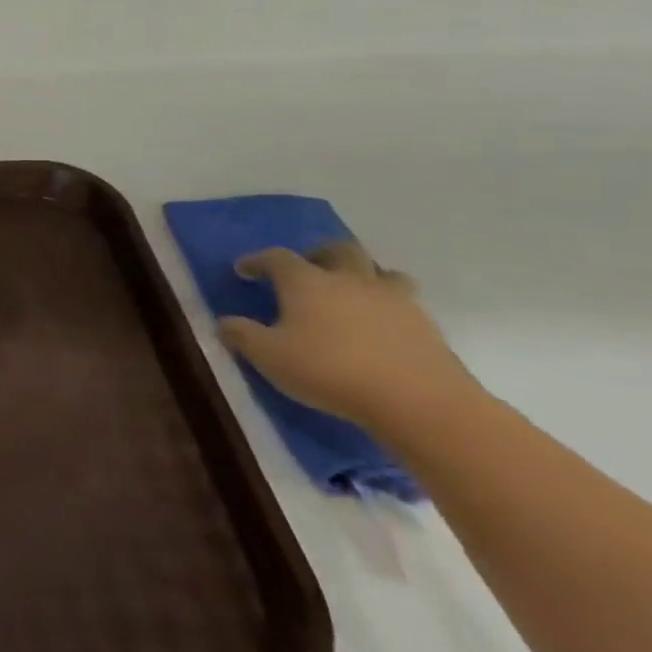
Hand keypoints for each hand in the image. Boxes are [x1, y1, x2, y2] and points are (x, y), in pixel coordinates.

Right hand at [218, 242, 479, 433]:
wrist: (419, 402)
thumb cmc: (330, 370)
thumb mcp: (268, 356)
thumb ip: (242, 335)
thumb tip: (225, 323)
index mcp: (307, 282)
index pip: (276, 257)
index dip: (258, 260)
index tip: (244, 270)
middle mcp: (350, 280)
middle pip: (338, 249)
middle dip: (319, 253)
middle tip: (307, 269)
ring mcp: (394, 300)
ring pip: (380, 271)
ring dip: (363, 275)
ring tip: (351, 294)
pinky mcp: (426, 325)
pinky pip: (404, 302)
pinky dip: (387, 306)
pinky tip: (379, 327)